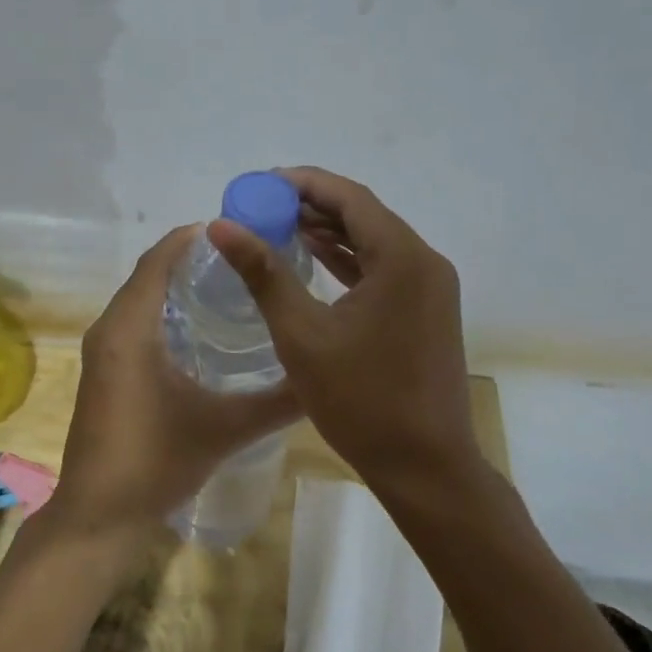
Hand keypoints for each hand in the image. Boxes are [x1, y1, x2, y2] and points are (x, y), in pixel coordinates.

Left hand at [47, 225, 301, 544]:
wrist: (98, 517)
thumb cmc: (155, 462)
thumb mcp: (224, 428)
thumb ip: (276, 402)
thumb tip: (322, 378)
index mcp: (129, 328)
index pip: (158, 260)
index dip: (192, 238)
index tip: (237, 229)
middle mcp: (109, 329)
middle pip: (149, 274)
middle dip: (191, 258)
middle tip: (245, 257)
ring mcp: (102, 352)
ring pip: (140, 299)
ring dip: (177, 284)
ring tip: (231, 283)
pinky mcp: (105, 372)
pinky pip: (134, 322)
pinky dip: (164, 311)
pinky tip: (201, 328)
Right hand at [207, 167, 482, 492]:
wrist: (426, 468)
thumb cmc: (362, 401)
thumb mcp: (302, 334)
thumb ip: (263, 273)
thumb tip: (221, 226)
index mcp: (401, 258)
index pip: (350, 197)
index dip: (304, 183)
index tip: (261, 184)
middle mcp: (424, 261)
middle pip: (364, 214)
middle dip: (313, 204)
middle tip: (263, 206)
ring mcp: (430, 287)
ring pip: (374, 241)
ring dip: (330, 231)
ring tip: (279, 225)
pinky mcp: (427, 309)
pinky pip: (384, 267)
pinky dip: (348, 259)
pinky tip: (313, 257)